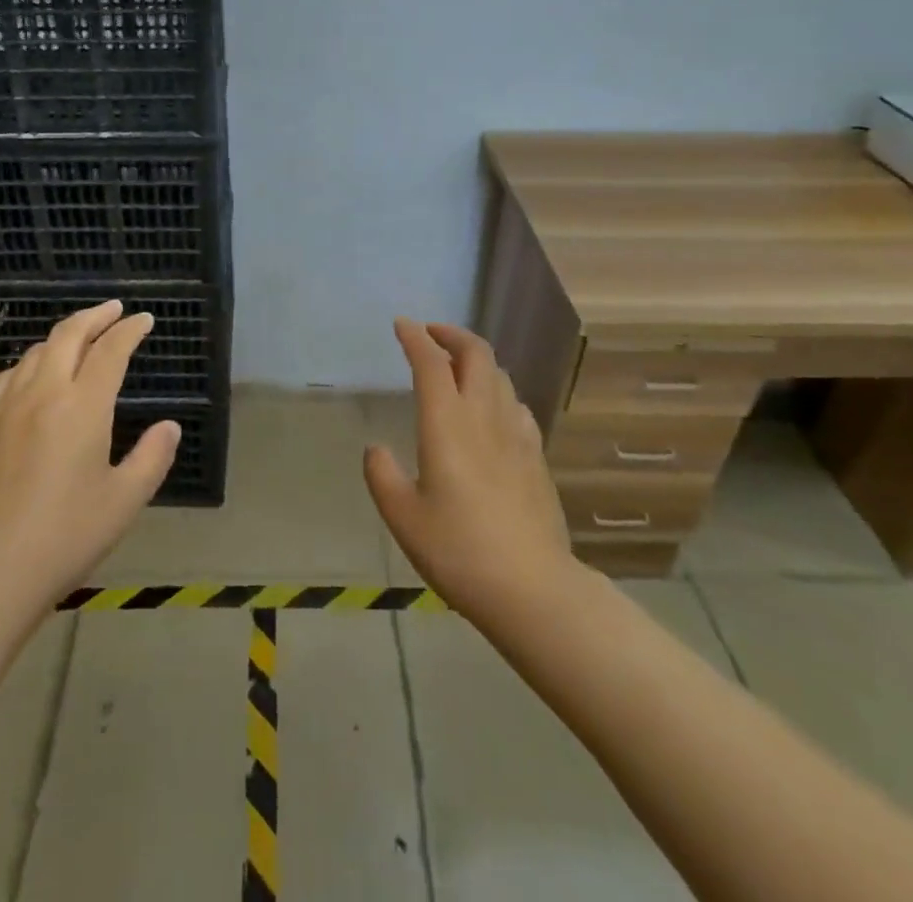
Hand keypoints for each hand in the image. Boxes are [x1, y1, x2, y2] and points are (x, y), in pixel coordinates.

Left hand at [0, 300, 178, 602]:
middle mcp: (42, 393)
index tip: (144, 320)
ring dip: (62, 336)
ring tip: (78, 339)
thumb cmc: (63, 538)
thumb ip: (152, 458)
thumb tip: (169, 426)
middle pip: (68, 335)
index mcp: (82, 406)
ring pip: (35, 352)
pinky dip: (30, 363)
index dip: (130, 330)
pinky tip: (31, 376)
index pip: (110, 350)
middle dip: (94, 316)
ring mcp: (4, 407)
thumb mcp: (123, 502)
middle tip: (113, 310)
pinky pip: (8, 377)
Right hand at [364, 319, 573, 617]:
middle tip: (431, 335)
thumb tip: (376, 449)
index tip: (401, 325)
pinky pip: (516, 404)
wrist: (532, 588)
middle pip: (476, 353)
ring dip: (476, 359)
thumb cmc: (458, 550)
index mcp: (447, 424)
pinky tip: (492, 409)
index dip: (415, 338)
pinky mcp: (536, 455)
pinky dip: (498, 390)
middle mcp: (483, 416)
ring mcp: (516, 434)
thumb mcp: (403, 518)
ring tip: (457, 367)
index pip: (431, 363)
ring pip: (499, 375)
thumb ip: (383, 476)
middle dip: (452, 334)